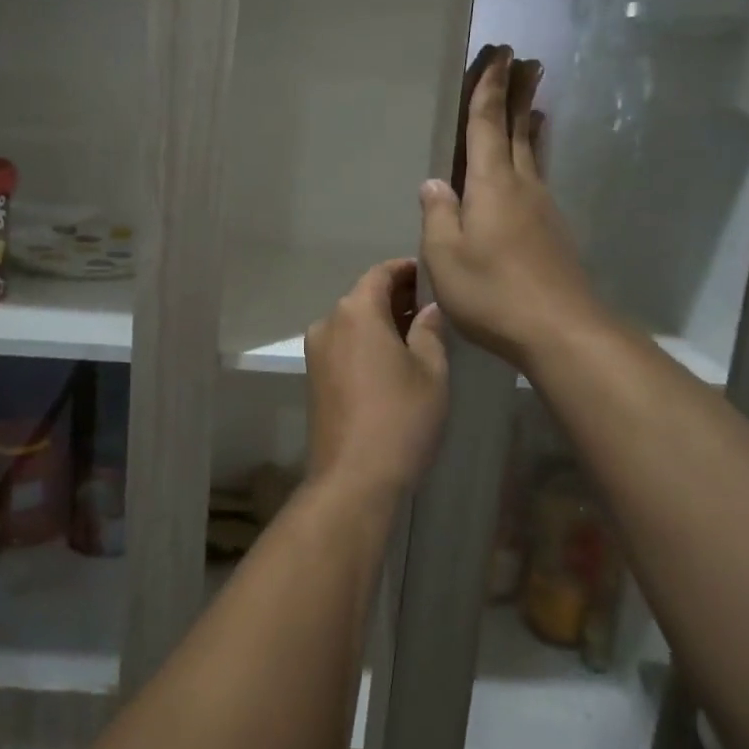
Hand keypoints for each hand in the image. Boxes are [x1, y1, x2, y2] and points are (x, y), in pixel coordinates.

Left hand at [303, 258, 448, 499]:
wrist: (353, 478)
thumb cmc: (400, 418)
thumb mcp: (430, 371)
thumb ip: (430, 330)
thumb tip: (429, 308)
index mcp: (355, 311)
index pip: (381, 273)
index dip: (408, 270)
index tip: (433, 277)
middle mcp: (328, 322)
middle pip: (365, 296)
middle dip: (398, 296)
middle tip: (434, 306)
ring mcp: (316, 351)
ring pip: (354, 322)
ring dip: (383, 321)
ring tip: (420, 333)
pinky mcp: (314, 377)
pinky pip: (345, 344)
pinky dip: (368, 341)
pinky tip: (395, 358)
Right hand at [419, 47, 602, 368]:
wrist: (560, 329)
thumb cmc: (493, 291)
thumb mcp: (446, 256)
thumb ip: (438, 215)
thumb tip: (433, 183)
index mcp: (491, 185)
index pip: (487, 124)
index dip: (490, 88)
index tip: (500, 53)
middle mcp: (521, 186)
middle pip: (518, 129)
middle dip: (518, 93)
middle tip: (526, 60)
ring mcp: (543, 208)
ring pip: (533, 153)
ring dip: (529, 122)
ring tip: (534, 103)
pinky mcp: (554, 231)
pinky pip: (539, 177)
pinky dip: (534, 155)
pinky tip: (531, 165)